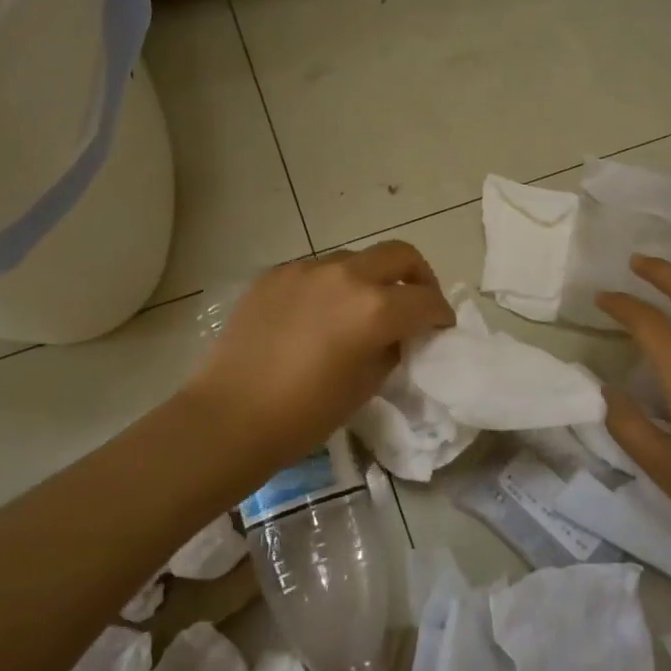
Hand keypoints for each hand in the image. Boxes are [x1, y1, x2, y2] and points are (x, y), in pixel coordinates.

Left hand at [189, 241, 454, 473]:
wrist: (229, 416)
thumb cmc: (304, 414)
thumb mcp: (365, 385)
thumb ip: (391, 348)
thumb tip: (399, 334)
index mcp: (374, 308)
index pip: (426, 300)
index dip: (441, 315)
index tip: (440, 328)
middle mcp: (345, 275)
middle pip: (400, 254)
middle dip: (418, 276)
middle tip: (415, 303)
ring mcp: (306, 269)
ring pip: (356, 259)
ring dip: (371, 278)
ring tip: (362, 310)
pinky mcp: (275, 273)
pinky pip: (317, 270)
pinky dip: (332, 286)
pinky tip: (319, 315)